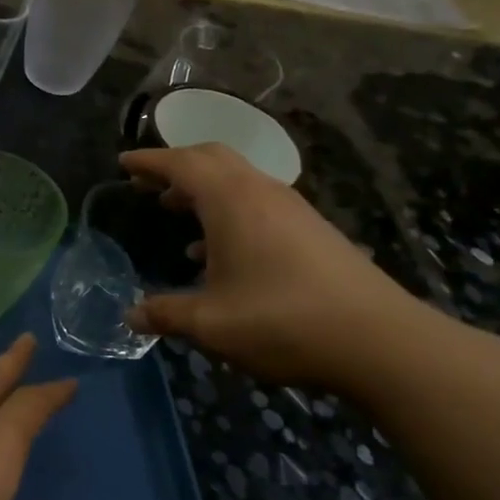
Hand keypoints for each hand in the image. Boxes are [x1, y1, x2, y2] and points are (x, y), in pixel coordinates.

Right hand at [121, 144, 452, 397]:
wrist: (377, 340)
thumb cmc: (280, 321)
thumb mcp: (210, 323)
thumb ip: (165, 314)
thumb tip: (130, 316)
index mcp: (231, 201)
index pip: (182, 163)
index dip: (149, 161)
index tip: (123, 164)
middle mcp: (262, 192)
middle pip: (213, 159)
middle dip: (176, 166)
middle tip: (148, 185)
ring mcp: (292, 209)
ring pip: (238, 181)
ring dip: (203, 189)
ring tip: (175, 212)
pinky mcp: (312, 230)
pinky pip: (257, 204)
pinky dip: (228, 211)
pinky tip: (218, 253)